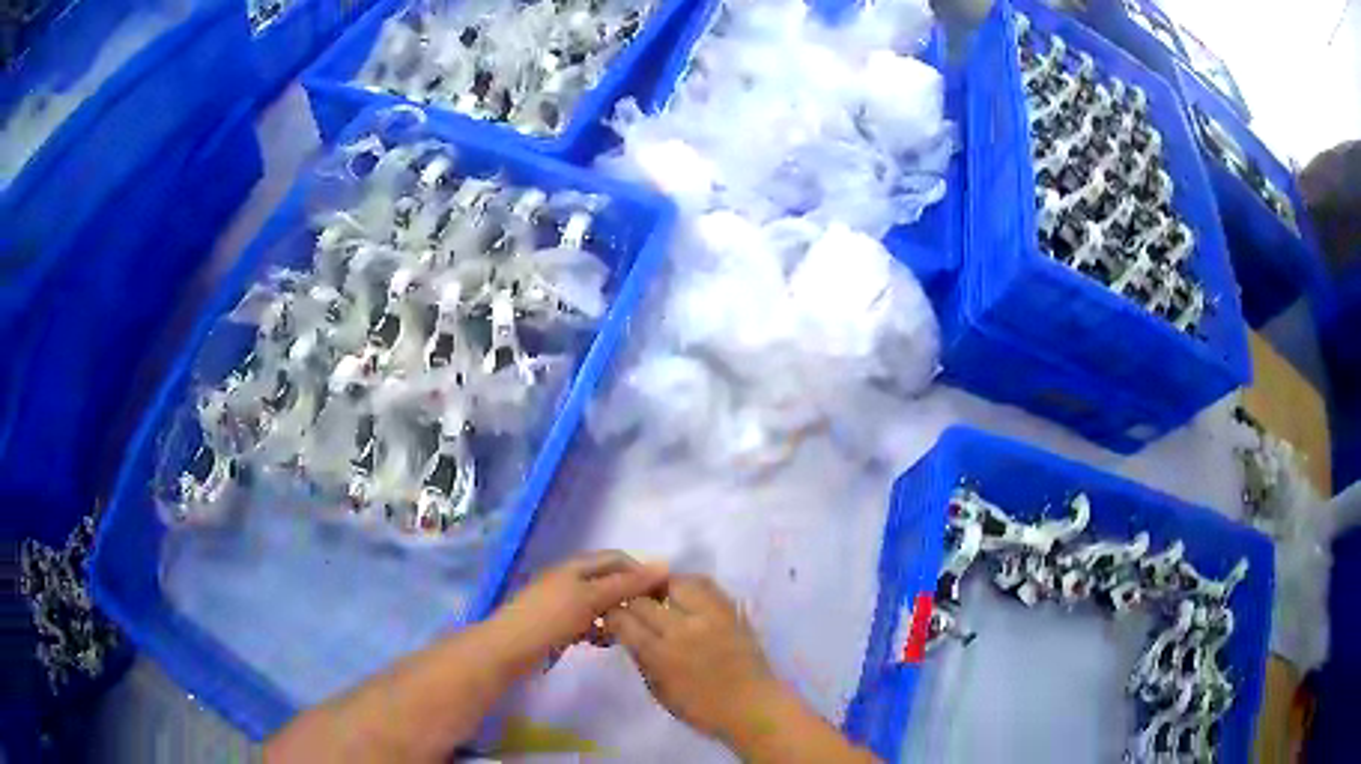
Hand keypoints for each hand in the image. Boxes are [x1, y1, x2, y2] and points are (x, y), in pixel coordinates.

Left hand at [489, 550, 668, 675]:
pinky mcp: (558, 626)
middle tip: (652, 615)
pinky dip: (600, 629)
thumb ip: (626, 584)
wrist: (509, 649)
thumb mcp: (591, 598)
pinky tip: (606, 642)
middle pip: (608, 581)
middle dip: (630, 594)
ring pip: (599, 604)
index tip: (664, 593)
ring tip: (632, 630)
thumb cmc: (550, 618)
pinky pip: (587, 623)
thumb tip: (663, 565)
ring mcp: (562, 604)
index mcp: (576, 567)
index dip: (640, 571)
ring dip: (616, 614)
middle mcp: (570, 580)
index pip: (617, 559)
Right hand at [603, 574, 782, 740]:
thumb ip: (640, 658)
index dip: (611, 615)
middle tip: (629, 607)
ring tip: (654, 594)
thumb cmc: (702, 709)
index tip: (609, 618)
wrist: (753, 706)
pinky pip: (704, 584)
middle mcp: (683, 628)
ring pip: (674, 581)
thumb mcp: (659, 691)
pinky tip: (681, 593)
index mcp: (662, 653)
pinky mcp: (730, 609)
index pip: (624, 620)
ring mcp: (709, 615)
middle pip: (643, 599)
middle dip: (629, 601)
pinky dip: (687, 585)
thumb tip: (626, 634)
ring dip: (658, 586)